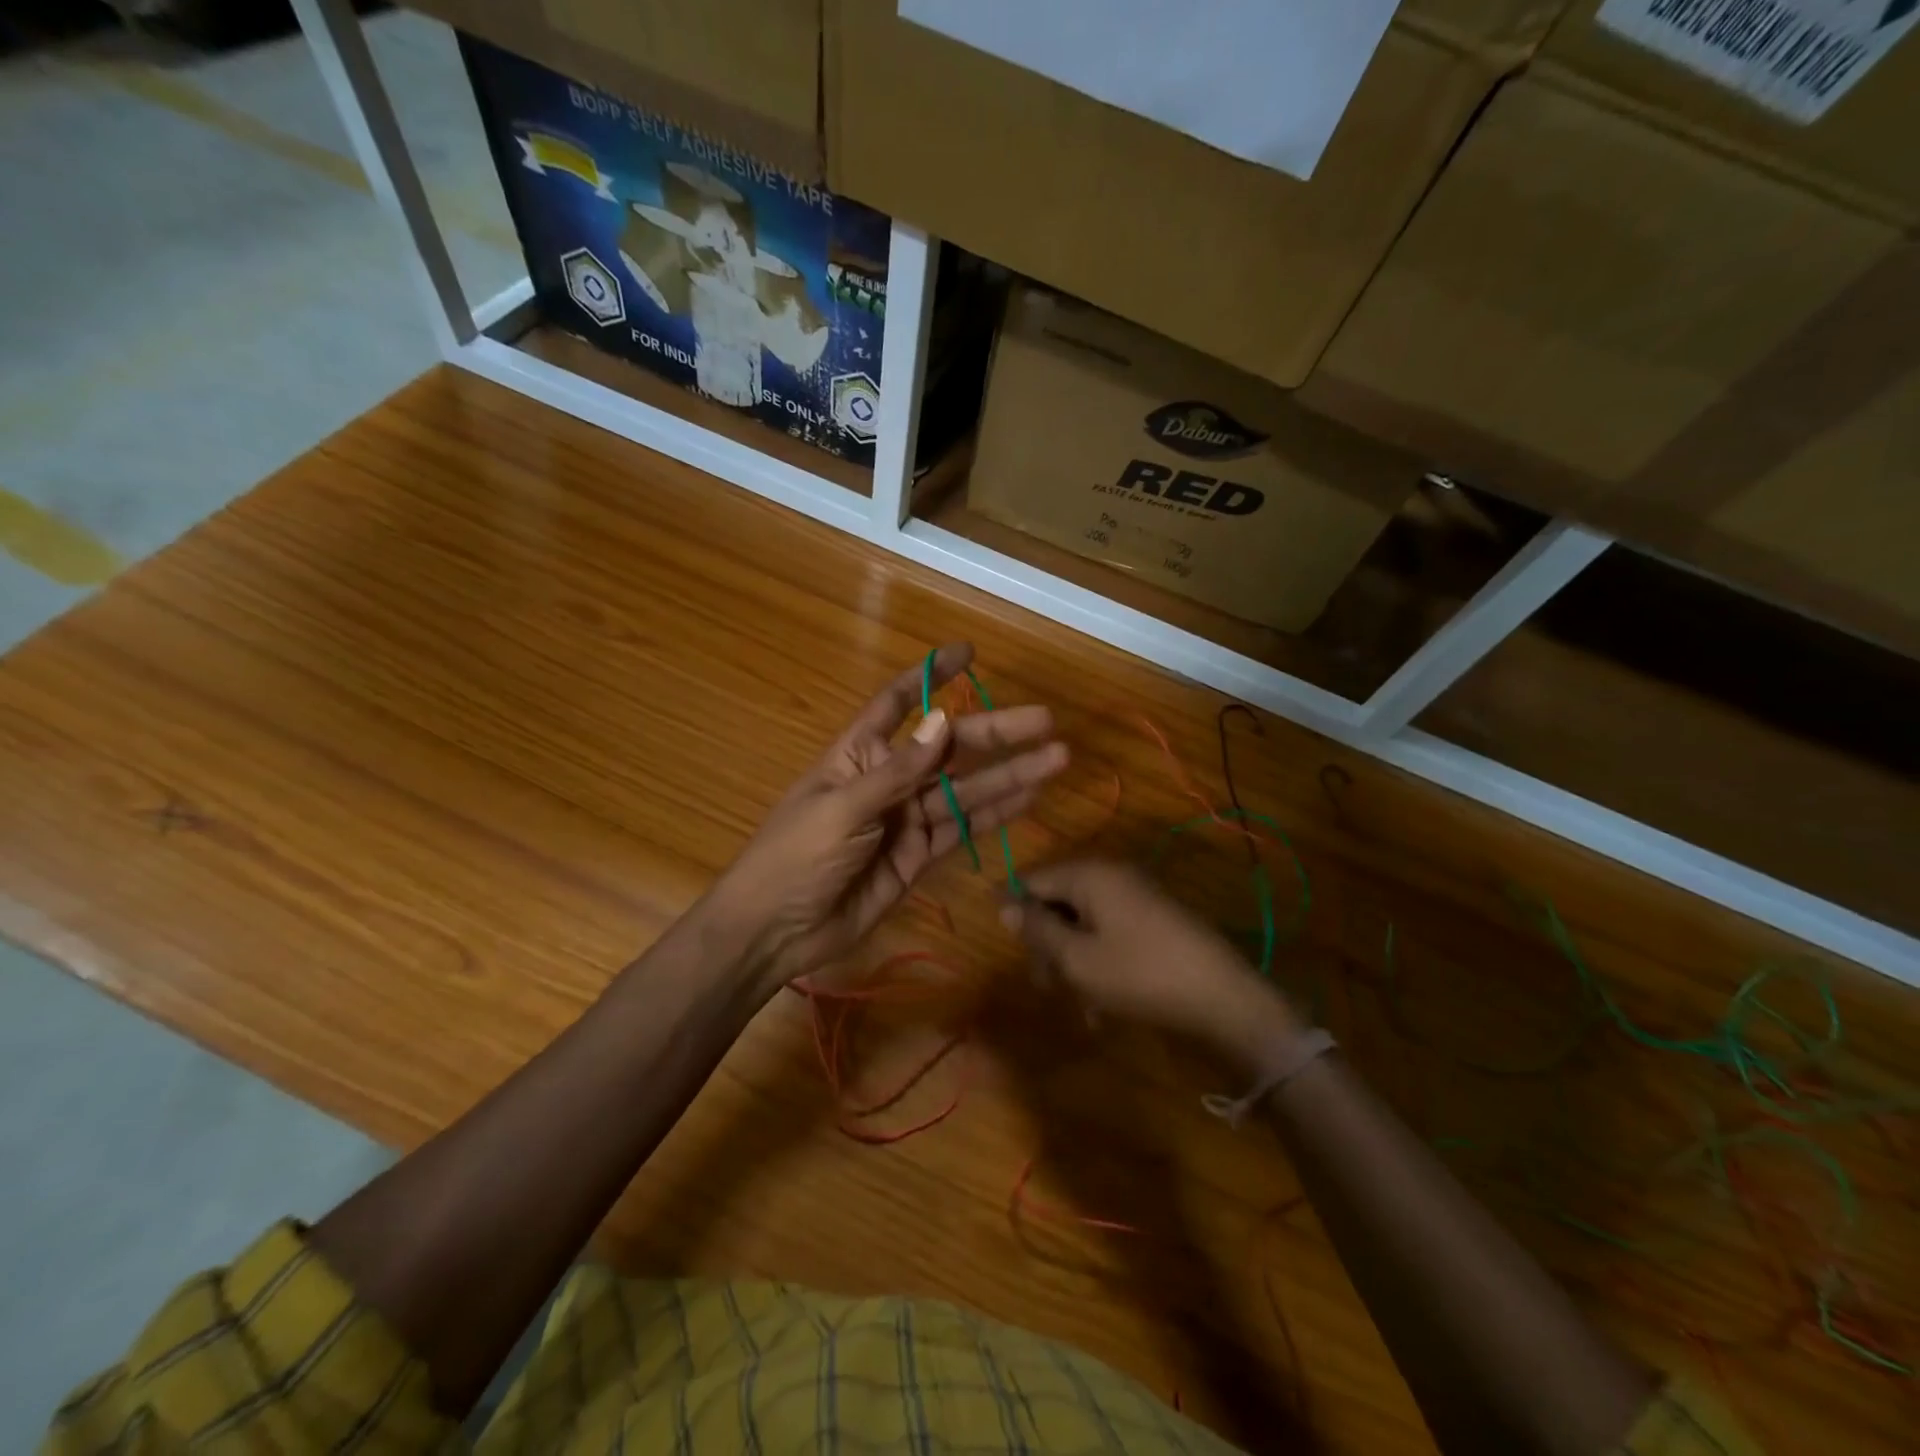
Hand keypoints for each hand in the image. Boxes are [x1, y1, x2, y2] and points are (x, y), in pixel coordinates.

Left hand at [709, 643, 1067, 989]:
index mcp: (860, 753)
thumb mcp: (843, 807)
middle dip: (996, 733)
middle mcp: (890, 778)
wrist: (775, 930)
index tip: (967, 654)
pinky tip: (1029, 797)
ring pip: (966, 789)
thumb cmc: (795, 855)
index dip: (931, 676)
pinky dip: (996, 814)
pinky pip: (963, 829)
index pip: (898, 702)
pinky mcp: (919, 856)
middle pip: (950, 747)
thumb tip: (944, 720)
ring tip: (1057, 758)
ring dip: (1010, 774)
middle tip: (1046, 721)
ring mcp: (907, 818)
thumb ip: (899, 771)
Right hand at [999, 860, 1299, 1073]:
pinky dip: (1100, 961)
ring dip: (1074, 960)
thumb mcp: (1077, 958)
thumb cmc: (1140, 975)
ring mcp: (1137, 895)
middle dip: (1047, 943)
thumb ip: (1037, 929)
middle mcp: (1112, 875)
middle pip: (1058, 901)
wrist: (1223, 997)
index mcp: (1089, 874)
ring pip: (1084, 922)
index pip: (1032, 880)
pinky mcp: (1155, 918)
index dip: (1014, 912)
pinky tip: (1104, 1005)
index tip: (1010, 951)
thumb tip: (1003, 905)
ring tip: (1081, 1005)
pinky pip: (1111, 932)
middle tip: (1046, 987)